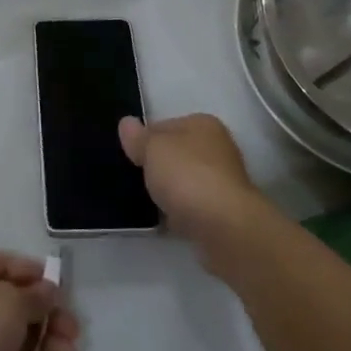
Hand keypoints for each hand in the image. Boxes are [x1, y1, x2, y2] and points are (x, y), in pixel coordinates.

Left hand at [0, 252, 79, 350]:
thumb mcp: (12, 302)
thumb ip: (36, 295)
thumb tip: (48, 291)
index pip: (3, 264)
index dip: (34, 274)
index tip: (62, 288)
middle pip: (12, 303)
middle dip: (45, 317)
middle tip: (72, 330)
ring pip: (12, 336)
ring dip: (40, 345)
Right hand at [118, 113, 265, 251]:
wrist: (224, 227)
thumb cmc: (187, 175)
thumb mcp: (152, 149)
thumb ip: (138, 138)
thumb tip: (126, 123)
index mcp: (203, 124)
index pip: (165, 125)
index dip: (145, 139)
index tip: (129, 155)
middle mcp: (218, 148)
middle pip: (177, 153)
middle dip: (158, 166)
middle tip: (134, 179)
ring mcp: (223, 182)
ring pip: (185, 182)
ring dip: (169, 191)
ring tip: (145, 201)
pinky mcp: (223, 213)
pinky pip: (192, 207)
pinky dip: (179, 213)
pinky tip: (163, 221)